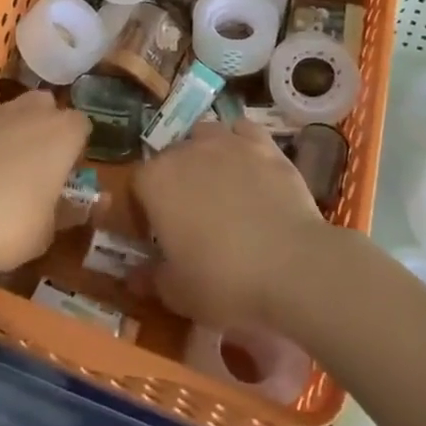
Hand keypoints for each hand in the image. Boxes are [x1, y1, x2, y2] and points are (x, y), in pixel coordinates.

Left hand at [0, 93, 88, 275]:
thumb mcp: (42, 236)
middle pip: (45, 106)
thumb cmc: (0, 226)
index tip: (64, 174)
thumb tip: (74, 208)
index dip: (75, 148)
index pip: (82, 125)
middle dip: (43, 128)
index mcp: (59, 134)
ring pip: (6, 114)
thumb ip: (63, 215)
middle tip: (33, 166)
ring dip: (6, 136)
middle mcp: (26, 112)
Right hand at [133, 121, 325, 328]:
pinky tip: (247, 165)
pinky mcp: (263, 144)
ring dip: (203, 155)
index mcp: (156, 181)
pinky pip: (242, 131)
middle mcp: (185, 150)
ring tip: (217, 185)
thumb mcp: (178, 293)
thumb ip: (151, 278)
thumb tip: (134, 276)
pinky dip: (239, 143)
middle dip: (174, 182)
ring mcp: (227, 142)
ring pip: (204, 136)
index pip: (136, 185)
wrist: (291, 265)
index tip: (154, 236)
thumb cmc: (224, 281)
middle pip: (169, 157)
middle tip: (188, 217)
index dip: (142, 210)